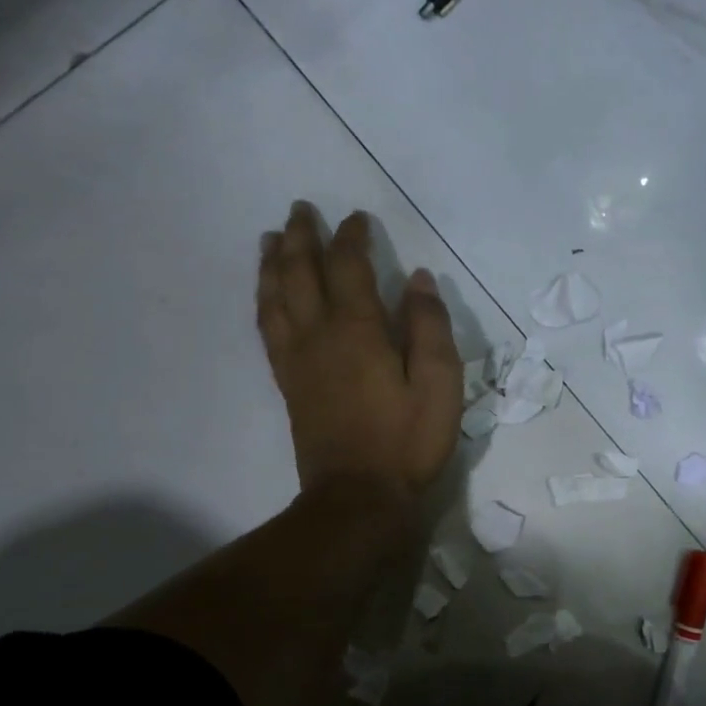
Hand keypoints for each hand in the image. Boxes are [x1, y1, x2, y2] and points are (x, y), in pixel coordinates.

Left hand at [258, 205, 462, 497]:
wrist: (358, 496)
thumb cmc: (407, 441)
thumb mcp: (440, 384)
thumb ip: (429, 328)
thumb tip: (417, 280)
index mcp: (359, 331)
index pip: (349, 268)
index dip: (352, 237)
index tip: (357, 217)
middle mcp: (319, 335)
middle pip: (302, 273)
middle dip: (302, 237)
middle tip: (301, 209)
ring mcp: (298, 360)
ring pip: (276, 297)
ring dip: (274, 263)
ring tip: (272, 239)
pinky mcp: (289, 383)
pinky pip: (268, 329)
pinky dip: (265, 301)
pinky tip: (267, 295)